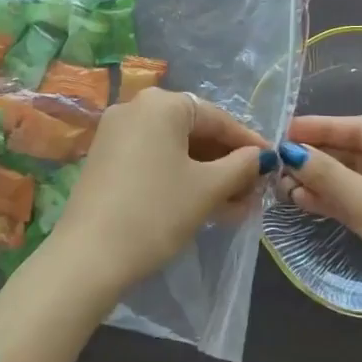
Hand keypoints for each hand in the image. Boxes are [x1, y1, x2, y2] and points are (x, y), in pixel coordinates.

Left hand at [44, 89, 265, 303]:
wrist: (88, 257)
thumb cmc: (156, 213)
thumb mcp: (207, 190)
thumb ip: (240, 167)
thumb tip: (261, 157)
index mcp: (162, 103)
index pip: (217, 117)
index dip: (248, 142)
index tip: (273, 162)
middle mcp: (136, 107)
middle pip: (194, 130)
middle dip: (227, 162)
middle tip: (254, 190)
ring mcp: (116, 133)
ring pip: (174, 148)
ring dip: (206, 174)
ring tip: (235, 206)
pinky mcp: (105, 158)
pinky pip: (153, 158)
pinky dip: (179, 177)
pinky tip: (202, 204)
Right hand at [277, 115, 361, 358]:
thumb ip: (329, 176)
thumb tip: (289, 151)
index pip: (361, 128)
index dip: (322, 127)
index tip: (284, 129)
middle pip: (355, 153)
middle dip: (318, 157)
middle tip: (277, 159)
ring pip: (352, 181)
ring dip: (320, 181)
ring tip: (282, 184)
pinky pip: (356, 205)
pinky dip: (331, 202)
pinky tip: (302, 201)